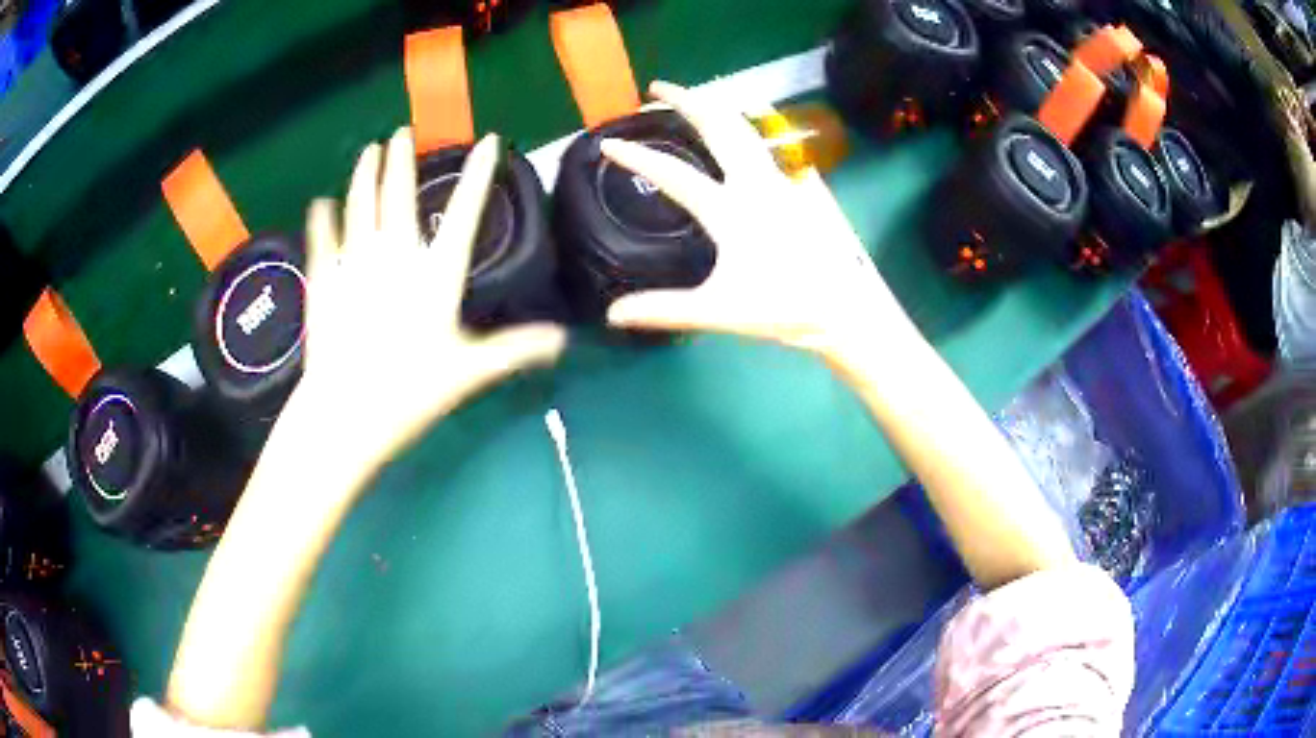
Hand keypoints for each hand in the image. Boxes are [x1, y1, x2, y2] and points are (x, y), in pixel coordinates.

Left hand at [287, 128, 565, 478]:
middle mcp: (394, 256)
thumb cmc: (408, 392)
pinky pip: (323, 239)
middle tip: (400, 132)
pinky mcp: (323, 281)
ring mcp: (354, 264)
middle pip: (397, 195)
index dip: (479, 174)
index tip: (488, 140)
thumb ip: (514, 349)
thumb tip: (563, 341)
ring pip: (359, 206)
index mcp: (435, 274)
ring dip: (363, 175)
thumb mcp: (468, 372)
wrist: (343, 412)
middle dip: (400, 160)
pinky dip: (322, 219)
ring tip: (367, 151)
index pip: (464, 212)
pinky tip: (320, 203)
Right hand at [600, 81, 912, 362]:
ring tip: (696, 98)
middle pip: (717, 126)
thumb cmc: (783, 307)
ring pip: (747, 127)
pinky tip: (747, 126)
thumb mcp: (718, 311)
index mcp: (730, 209)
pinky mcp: (801, 186)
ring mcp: (782, 180)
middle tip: (658, 87)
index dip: (637, 156)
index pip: (673, 174)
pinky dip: (750, 124)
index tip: (608, 143)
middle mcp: (755, 183)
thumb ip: (664, 309)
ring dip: (717, 107)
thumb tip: (613, 314)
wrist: (843, 307)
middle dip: (685, 100)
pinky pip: (771, 143)